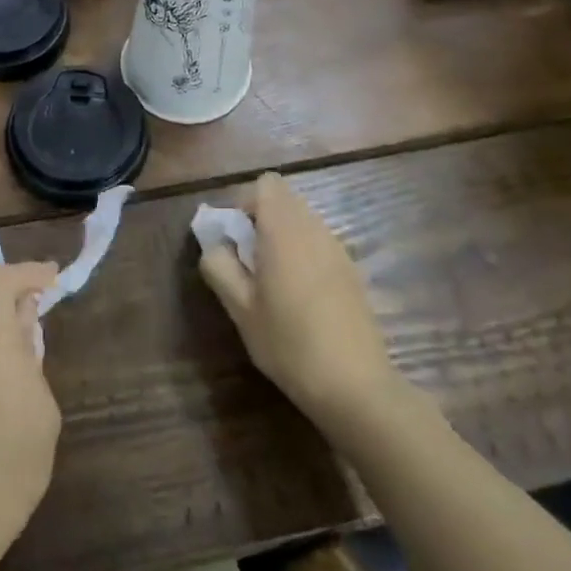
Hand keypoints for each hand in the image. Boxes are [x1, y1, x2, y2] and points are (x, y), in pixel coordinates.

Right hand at [198, 172, 393, 430]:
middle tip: (249, 262)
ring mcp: (339, 249)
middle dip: (262, 220)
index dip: (245, 203)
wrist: (356, 386)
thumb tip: (215, 244)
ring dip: (283, 237)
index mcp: (284, 230)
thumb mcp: (239, 309)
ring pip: (303, 221)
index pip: (266, 184)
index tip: (236, 239)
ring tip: (273, 282)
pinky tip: (301, 298)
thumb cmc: (288, 343)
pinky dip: (304, 254)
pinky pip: (320, 243)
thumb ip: (219, 266)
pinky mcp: (353, 271)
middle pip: (285, 199)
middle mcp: (315, 229)